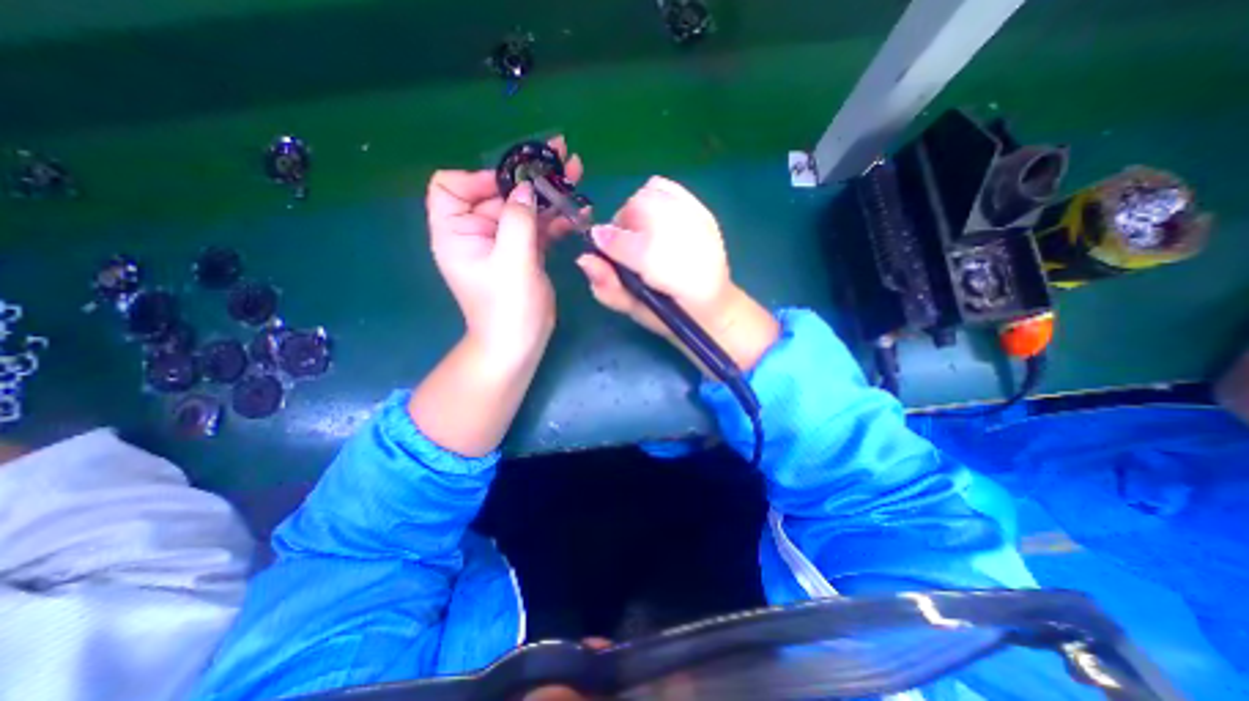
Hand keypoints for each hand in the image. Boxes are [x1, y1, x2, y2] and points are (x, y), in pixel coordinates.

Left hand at [425, 138, 584, 366]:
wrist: (519, 343)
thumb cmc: (507, 307)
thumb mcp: (512, 261)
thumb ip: (518, 219)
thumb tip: (528, 187)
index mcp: (457, 232)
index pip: (452, 186)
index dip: (480, 177)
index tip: (514, 183)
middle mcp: (477, 232)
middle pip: (499, 192)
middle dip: (530, 176)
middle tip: (562, 153)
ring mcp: (504, 242)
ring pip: (524, 208)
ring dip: (550, 193)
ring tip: (578, 171)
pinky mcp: (525, 253)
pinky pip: (539, 228)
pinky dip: (557, 219)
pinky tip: (580, 209)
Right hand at [578, 175, 777, 373]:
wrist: (714, 307)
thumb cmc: (670, 315)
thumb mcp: (636, 312)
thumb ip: (608, 289)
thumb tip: (584, 259)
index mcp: (675, 277)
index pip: (631, 245)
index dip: (610, 246)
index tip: (603, 253)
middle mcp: (690, 241)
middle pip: (636, 209)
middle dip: (624, 228)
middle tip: (630, 250)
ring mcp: (699, 222)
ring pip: (650, 194)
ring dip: (637, 213)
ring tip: (644, 236)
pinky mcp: (704, 211)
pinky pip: (667, 188)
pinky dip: (653, 197)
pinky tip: (657, 220)